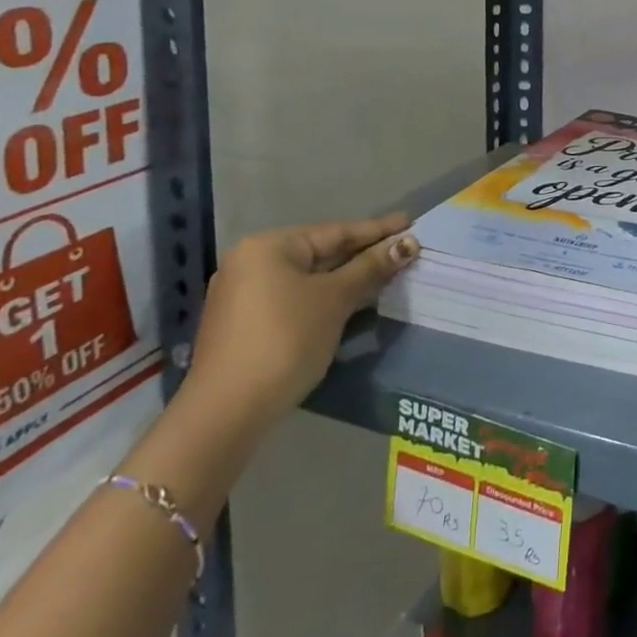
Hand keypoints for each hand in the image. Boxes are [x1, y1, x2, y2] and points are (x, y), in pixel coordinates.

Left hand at [186, 212, 418, 423]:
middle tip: (403, 249)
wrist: (226, 414)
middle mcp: (251, 263)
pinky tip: (349, 301)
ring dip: (346, 278)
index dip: (377, 229)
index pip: (335, 231)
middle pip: (320, 252)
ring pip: (308, 278)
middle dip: (362, 254)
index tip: (410, 222)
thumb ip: (371, 267)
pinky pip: (294, 299)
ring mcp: (243, 296)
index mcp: (269, 246)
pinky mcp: (244, 326)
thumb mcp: (334, 299)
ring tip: (385, 273)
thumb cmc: (285, 340)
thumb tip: (407, 243)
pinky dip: (324, 297)